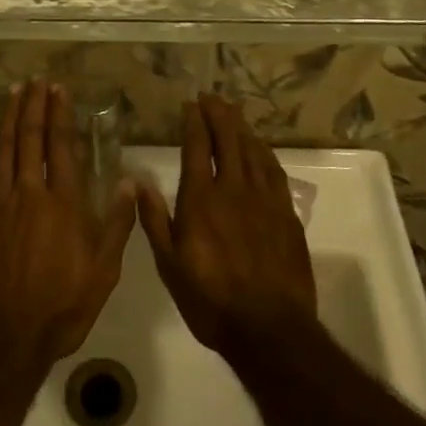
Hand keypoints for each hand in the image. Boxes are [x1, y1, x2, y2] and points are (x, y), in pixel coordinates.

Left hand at [0, 80, 136, 378]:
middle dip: (33, 105)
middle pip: (31, 138)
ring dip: (9, 117)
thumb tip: (130, 180)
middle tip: (35, 81)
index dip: (59, 113)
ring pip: (3, 149)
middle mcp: (29, 192)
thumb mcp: (104, 271)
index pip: (61, 145)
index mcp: (63, 202)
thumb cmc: (62, 307)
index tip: (58, 89)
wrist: (7, 340)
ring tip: (14, 92)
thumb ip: (117, 223)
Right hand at [137, 95, 317, 360]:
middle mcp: (234, 189)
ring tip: (233, 112)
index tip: (190, 104)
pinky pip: (275, 171)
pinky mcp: (286, 214)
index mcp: (201, 199)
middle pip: (229, 139)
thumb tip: (139, 182)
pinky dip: (265, 152)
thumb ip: (155, 220)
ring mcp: (264, 199)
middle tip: (211, 97)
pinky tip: (261, 148)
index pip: (198, 147)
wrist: (269, 328)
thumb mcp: (169, 265)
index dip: (194, 122)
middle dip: (219, 114)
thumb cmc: (211, 300)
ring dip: (242, 127)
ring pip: (253, 150)